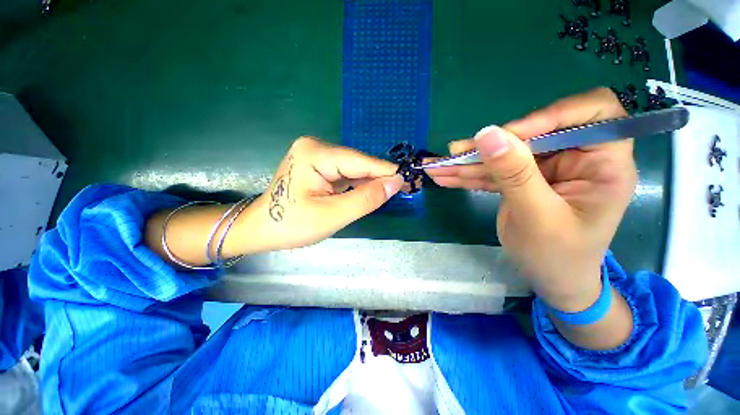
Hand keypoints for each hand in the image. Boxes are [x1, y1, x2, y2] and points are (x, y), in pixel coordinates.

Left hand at [246, 137, 403, 250]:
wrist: (262, 229)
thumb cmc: (292, 225)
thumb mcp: (333, 215)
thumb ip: (366, 198)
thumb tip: (396, 182)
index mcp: (316, 154)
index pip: (361, 162)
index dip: (387, 172)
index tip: (409, 179)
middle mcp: (317, 147)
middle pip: (358, 164)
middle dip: (378, 179)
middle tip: (403, 190)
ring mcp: (316, 155)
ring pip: (354, 169)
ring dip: (370, 183)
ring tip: (389, 193)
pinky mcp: (318, 165)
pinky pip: (345, 174)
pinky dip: (358, 185)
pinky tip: (368, 193)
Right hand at [427, 88, 636, 310]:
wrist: (550, 280)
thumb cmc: (558, 256)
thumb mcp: (537, 217)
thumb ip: (515, 174)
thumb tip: (488, 134)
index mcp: (604, 164)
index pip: (592, 112)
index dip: (550, 116)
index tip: (509, 136)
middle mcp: (576, 159)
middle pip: (532, 134)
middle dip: (490, 146)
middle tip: (455, 153)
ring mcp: (545, 170)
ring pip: (505, 154)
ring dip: (469, 162)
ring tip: (437, 167)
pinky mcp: (521, 181)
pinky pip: (492, 172)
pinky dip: (467, 175)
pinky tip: (444, 177)